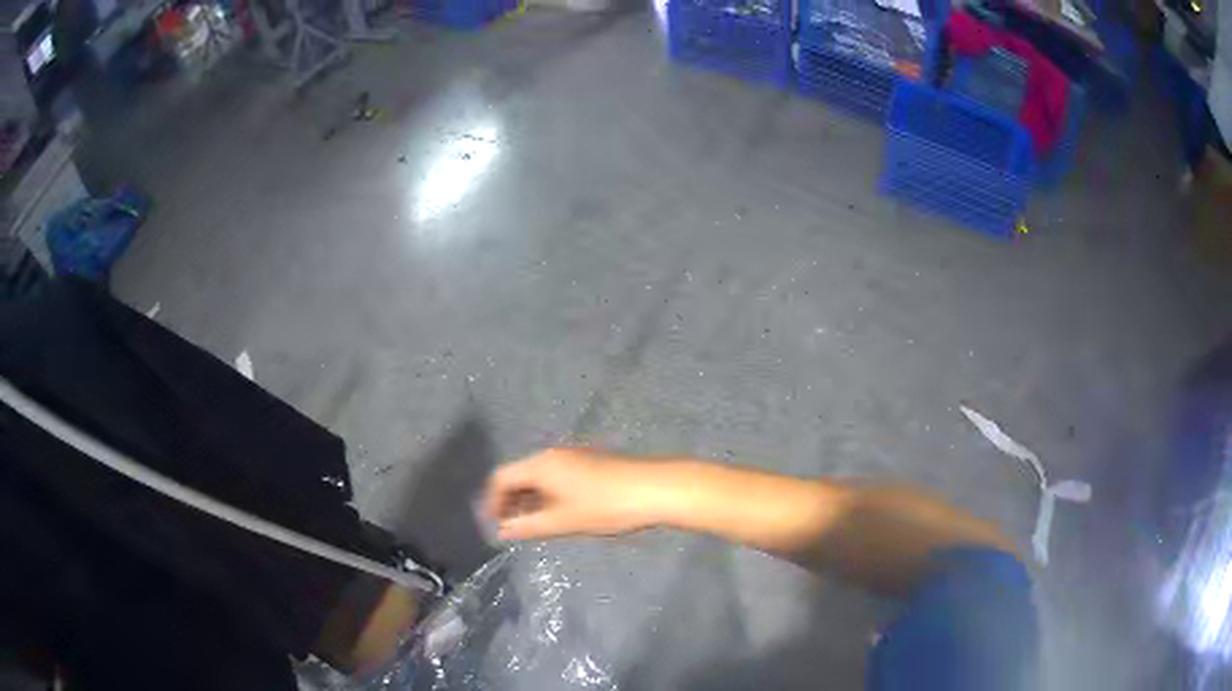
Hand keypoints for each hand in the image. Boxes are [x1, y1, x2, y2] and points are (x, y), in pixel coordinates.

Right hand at [481, 448, 663, 540]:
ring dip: (530, 500)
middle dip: (510, 501)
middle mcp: (552, 455)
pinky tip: (558, 515)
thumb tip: (502, 531)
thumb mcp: (563, 521)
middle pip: (519, 475)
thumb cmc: (605, 506)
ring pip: (539, 477)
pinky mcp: (589, 463)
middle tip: (512, 528)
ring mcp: (573, 457)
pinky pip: (556, 477)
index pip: (501, 478)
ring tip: (533, 526)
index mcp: (541, 465)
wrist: (654, 489)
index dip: (492, 502)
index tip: (494, 526)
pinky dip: (548, 495)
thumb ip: (528, 526)